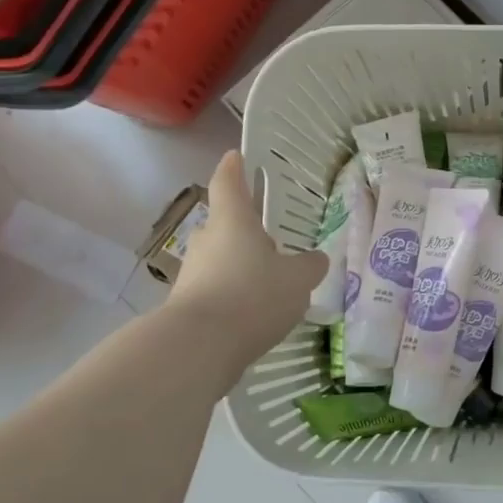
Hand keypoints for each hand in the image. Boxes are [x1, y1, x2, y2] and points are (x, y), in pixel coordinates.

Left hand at [170, 152, 327, 362]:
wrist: (199, 347)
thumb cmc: (252, 296)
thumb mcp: (298, 280)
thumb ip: (310, 266)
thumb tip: (316, 259)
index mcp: (233, 221)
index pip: (229, 182)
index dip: (233, 167)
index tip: (235, 155)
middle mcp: (208, 240)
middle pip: (224, 225)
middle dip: (244, 229)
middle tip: (270, 238)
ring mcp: (193, 273)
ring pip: (220, 259)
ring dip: (241, 266)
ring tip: (270, 284)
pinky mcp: (187, 305)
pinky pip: (216, 290)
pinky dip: (234, 296)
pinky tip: (255, 315)